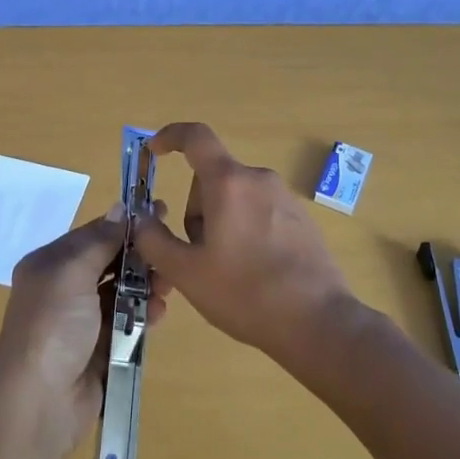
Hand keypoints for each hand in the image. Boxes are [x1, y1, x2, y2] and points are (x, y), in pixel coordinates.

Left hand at [0, 206, 171, 456]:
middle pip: (111, 262)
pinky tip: (158, 313)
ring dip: (146, 286)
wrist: (39, 402)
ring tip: (166, 287)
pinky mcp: (100, 350)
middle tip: (169, 255)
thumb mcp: (71, 271)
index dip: (126, 224)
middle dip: (140, 257)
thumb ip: (100, 240)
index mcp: (51, 264)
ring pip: (123, 292)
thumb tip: (121, 208)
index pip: (94, 234)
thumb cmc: (52, 325)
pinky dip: (144, 315)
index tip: (161, 212)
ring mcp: (82, 322)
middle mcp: (65, 289)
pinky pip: (127, 323)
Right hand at [133, 122, 354, 369]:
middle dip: (197, 210)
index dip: (170, 136)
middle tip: (198, 256)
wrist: (318, 322)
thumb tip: (141, 219)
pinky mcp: (301, 218)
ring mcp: (284, 197)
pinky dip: (246, 231)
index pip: (195, 137)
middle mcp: (258, 178)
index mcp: (228, 182)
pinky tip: (254, 272)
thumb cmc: (245, 293)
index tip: (153, 151)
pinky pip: (259, 211)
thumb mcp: (186, 272)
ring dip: (221, 223)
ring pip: (235, 198)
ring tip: (228, 271)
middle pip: (212, 178)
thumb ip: (154, 240)